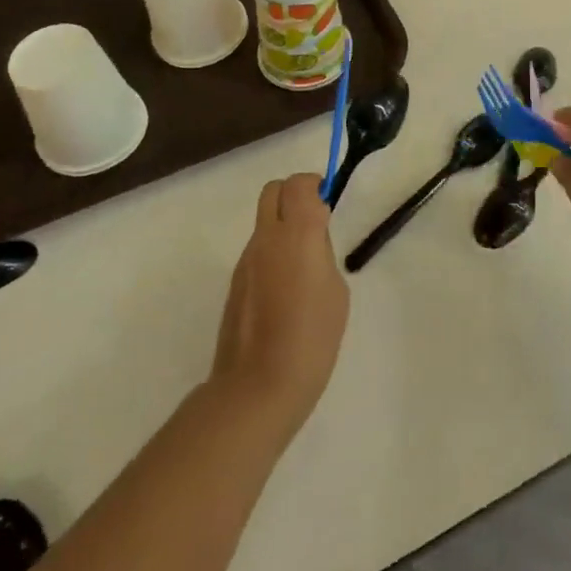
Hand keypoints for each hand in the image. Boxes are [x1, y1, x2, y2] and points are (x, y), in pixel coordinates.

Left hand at [209, 173, 349, 437]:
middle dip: (294, 195)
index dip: (315, 185)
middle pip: (273, 190)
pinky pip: (256, 251)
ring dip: (282, 225)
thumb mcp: (335, 290)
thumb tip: (311, 243)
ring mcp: (246, 260)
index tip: (329, 203)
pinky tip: (285, 290)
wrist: (258, 387)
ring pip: (263, 221)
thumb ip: (323, 254)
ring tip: (303, 266)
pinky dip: (272, 252)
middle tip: (315, 221)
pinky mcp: (235, 283)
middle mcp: (267, 238)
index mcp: (297, 233)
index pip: (299, 183)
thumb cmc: (311, 337)